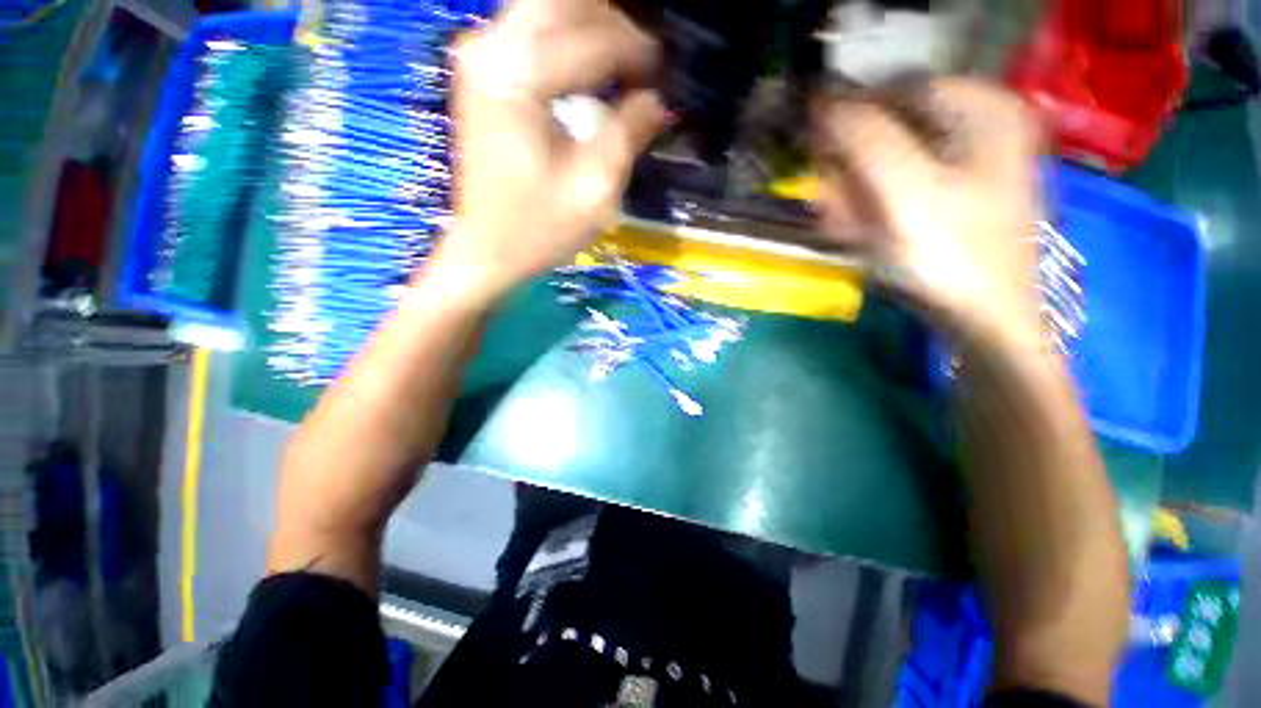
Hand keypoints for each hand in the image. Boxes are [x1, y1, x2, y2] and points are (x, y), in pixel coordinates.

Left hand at [431, 0, 668, 302]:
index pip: (594, 37)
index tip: (666, 76)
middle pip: (564, 2)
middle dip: (614, 25)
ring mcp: (479, 55)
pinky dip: (567, 39)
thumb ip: (629, 133)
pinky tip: (590, 68)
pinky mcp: (481, 72)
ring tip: (624, 64)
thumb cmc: (540, 228)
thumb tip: (659, 100)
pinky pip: (530, 29)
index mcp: (519, 75)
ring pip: (545, 8)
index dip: (639, 52)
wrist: (489, 248)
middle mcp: (490, 47)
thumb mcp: (595, 188)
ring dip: (591, 27)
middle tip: (645, 63)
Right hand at [812, 78, 1043, 350]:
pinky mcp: (953, 195)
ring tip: (845, 228)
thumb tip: (824, 104)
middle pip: (890, 132)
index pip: (893, 91)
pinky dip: (872, 208)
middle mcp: (980, 126)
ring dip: (855, 194)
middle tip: (833, 206)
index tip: (819, 160)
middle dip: (852, 171)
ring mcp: (968, 163)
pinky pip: (898, 189)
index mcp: (983, 109)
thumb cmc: (951, 255)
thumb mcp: (904, 191)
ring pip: (888, 164)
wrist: (984, 320)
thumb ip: (863, 138)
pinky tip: (860, 234)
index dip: (849, 123)